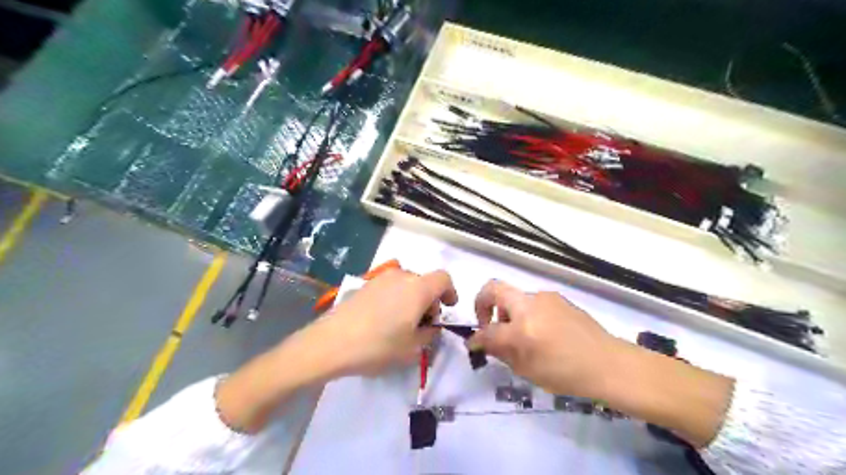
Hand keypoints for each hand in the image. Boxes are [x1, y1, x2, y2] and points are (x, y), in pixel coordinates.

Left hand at [308, 269, 459, 376]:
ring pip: (406, 284)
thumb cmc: (378, 346)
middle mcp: (401, 276)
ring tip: (402, 324)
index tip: (448, 309)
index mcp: (418, 288)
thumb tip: (431, 327)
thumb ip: (430, 335)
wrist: (331, 343)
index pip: (444, 279)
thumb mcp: (412, 348)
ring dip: (412, 299)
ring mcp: (380, 278)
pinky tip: (383, 320)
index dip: (450, 292)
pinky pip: (389, 287)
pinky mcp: (364, 285)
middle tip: (423, 325)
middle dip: (429, 300)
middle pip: (424, 282)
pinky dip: (395, 299)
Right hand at [466, 280, 619, 397]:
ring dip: (509, 311)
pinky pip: (533, 302)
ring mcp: (546, 297)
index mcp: (523, 328)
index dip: (476, 338)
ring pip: (515, 297)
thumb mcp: (528, 370)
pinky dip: (526, 313)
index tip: (473, 344)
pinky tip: (541, 332)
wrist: (609, 363)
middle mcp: (531, 304)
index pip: (488, 330)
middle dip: (484, 305)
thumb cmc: (567, 374)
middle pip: (495, 289)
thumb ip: (501, 352)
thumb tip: (483, 341)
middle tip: (492, 326)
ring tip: (521, 335)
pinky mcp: (558, 298)